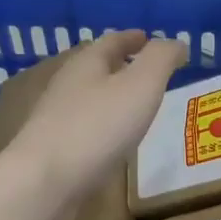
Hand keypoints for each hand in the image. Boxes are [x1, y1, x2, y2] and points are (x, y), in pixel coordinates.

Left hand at [10, 30, 186, 198]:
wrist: (43, 182)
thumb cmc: (98, 127)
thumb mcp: (141, 85)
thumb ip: (161, 59)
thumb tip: (177, 43)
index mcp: (87, 63)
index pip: (112, 41)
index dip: (132, 38)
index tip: (148, 38)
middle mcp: (68, 85)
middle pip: (96, 67)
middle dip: (120, 65)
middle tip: (145, 70)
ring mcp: (56, 118)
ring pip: (89, 98)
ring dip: (111, 96)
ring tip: (135, 105)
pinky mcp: (54, 150)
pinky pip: (85, 127)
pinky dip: (103, 125)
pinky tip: (114, 140)